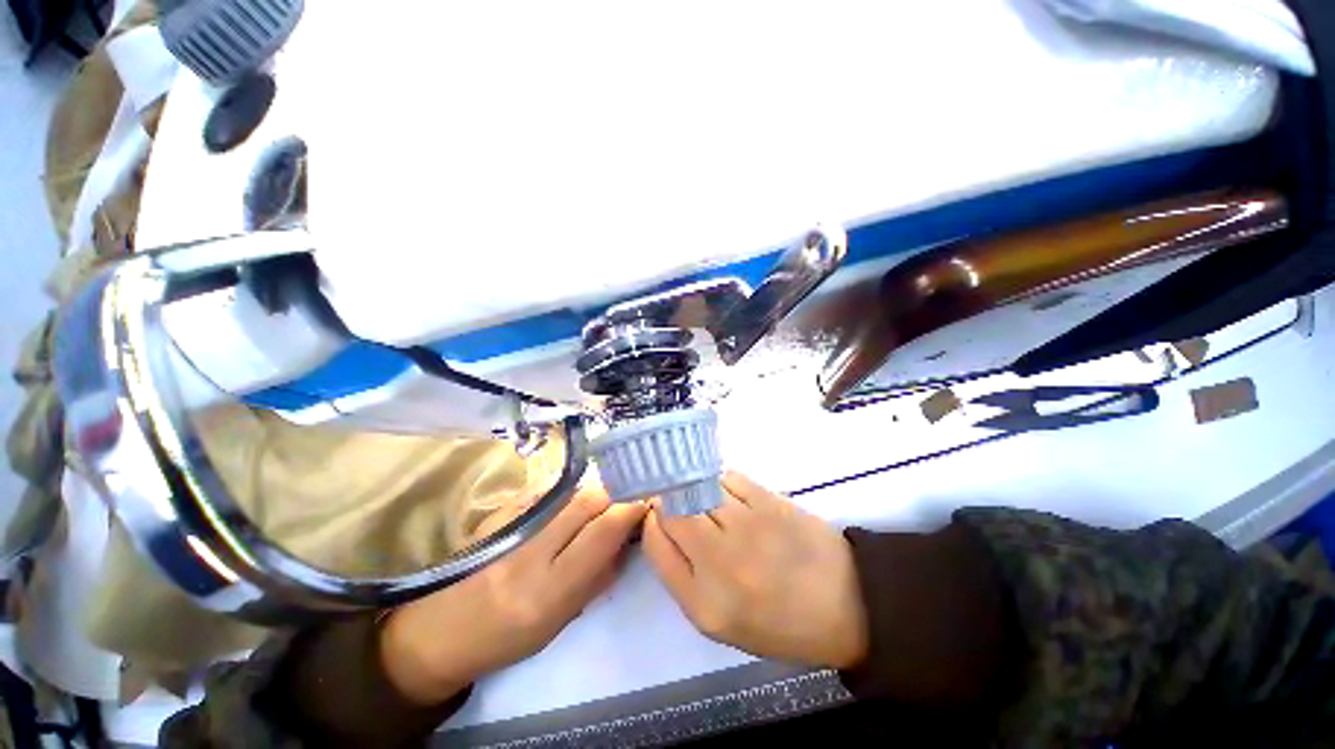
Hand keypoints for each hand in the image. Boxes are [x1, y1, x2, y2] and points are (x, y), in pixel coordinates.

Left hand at [380, 487, 646, 703]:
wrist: (440, 630)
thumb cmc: (506, 638)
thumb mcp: (560, 621)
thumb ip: (598, 577)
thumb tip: (626, 539)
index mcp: (549, 589)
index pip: (603, 531)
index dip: (631, 510)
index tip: (646, 505)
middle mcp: (531, 550)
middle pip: (589, 499)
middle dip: (616, 495)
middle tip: (625, 501)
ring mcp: (512, 525)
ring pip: (571, 490)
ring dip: (595, 492)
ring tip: (601, 504)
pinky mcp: (500, 511)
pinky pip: (549, 489)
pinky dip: (569, 492)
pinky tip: (570, 504)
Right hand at [642, 472, 868, 668]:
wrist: (849, 604)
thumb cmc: (780, 621)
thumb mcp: (719, 620)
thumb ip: (681, 574)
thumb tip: (661, 523)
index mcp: (703, 603)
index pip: (655, 543)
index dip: (652, 523)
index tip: (660, 519)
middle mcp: (719, 562)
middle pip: (671, 510)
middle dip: (669, 502)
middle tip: (683, 507)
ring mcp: (746, 526)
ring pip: (697, 488)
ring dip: (694, 490)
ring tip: (708, 502)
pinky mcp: (769, 501)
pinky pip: (727, 478)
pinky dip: (721, 483)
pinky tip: (732, 498)